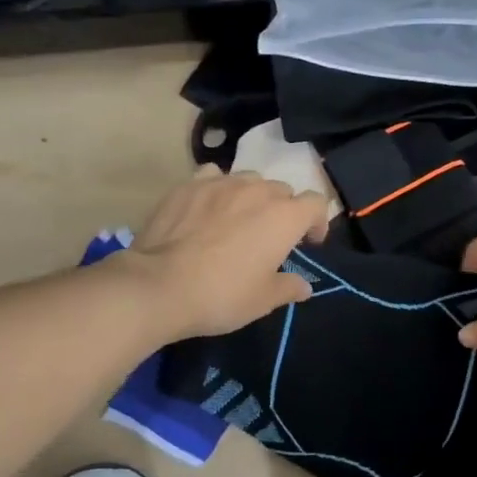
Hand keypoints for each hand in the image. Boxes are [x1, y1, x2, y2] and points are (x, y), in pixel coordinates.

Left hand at [112, 167, 330, 340]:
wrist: (159, 286)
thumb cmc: (222, 295)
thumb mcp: (263, 300)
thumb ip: (289, 288)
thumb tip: (304, 287)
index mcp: (285, 217)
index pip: (316, 203)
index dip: (317, 222)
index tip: (308, 243)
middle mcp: (258, 191)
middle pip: (282, 190)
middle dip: (282, 210)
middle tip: (269, 236)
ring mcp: (221, 183)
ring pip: (249, 179)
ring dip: (251, 196)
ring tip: (237, 218)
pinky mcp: (189, 185)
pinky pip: (212, 176)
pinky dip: (217, 188)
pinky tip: (207, 206)